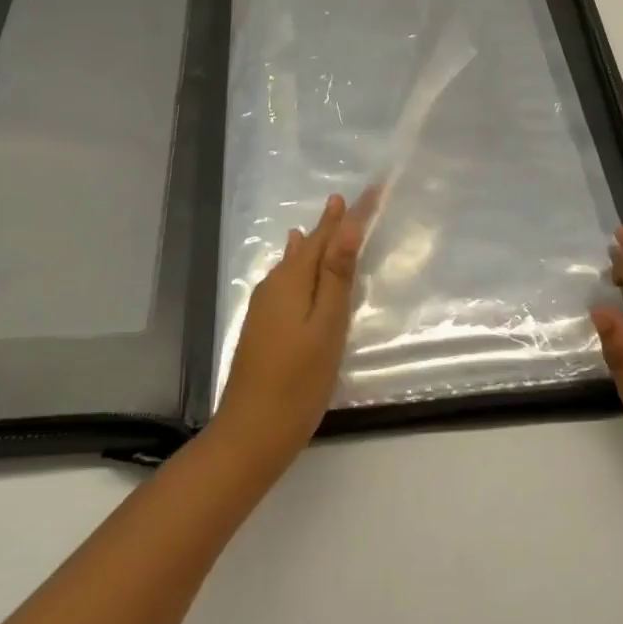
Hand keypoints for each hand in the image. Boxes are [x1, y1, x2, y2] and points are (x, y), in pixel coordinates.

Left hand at [210, 191, 375, 477]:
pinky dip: (299, 262)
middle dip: (332, 223)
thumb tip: (347, 226)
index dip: (350, 214)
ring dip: (316, 241)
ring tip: (327, 219)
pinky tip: (294, 258)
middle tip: (352, 200)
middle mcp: (275, 286)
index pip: (327, 236)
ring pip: (295, 262)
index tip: (372, 189)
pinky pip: (286, 278)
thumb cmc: (298, 382)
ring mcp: (265, 306)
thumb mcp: (326, 327)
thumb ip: (337, 277)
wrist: (249, 434)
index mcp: (293, 282)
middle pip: (310, 245)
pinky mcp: (262, 325)